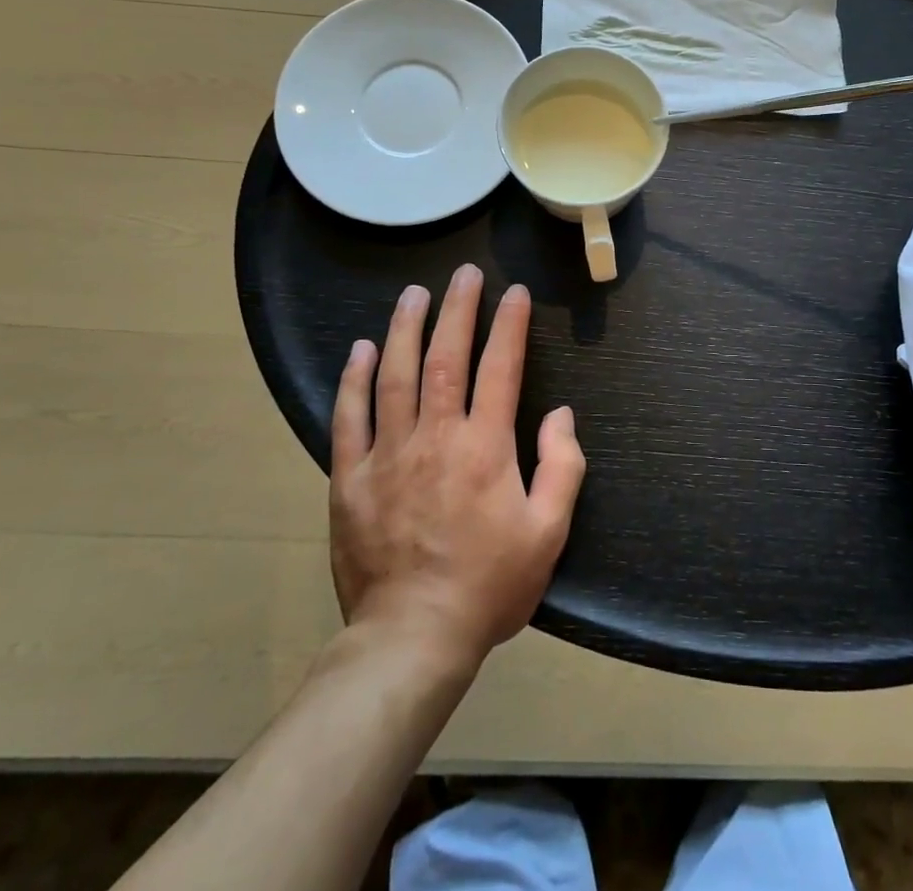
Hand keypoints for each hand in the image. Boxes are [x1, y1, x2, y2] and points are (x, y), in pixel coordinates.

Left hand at [328, 265, 584, 664]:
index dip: (510, 325)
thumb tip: (561, 414)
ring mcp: (388, 454)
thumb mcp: (548, 532)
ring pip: (395, 375)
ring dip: (406, 328)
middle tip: (464, 273)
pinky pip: (349, 418)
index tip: (516, 293)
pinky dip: (354, 380)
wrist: (412, 638)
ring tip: (414, 294)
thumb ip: (562, 467)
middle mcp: (436, 437)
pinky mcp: (350, 478)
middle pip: (446, 357)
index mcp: (486, 447)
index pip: (501, 367)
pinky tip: (361, 350)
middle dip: (458, 309)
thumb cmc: (489, 585)